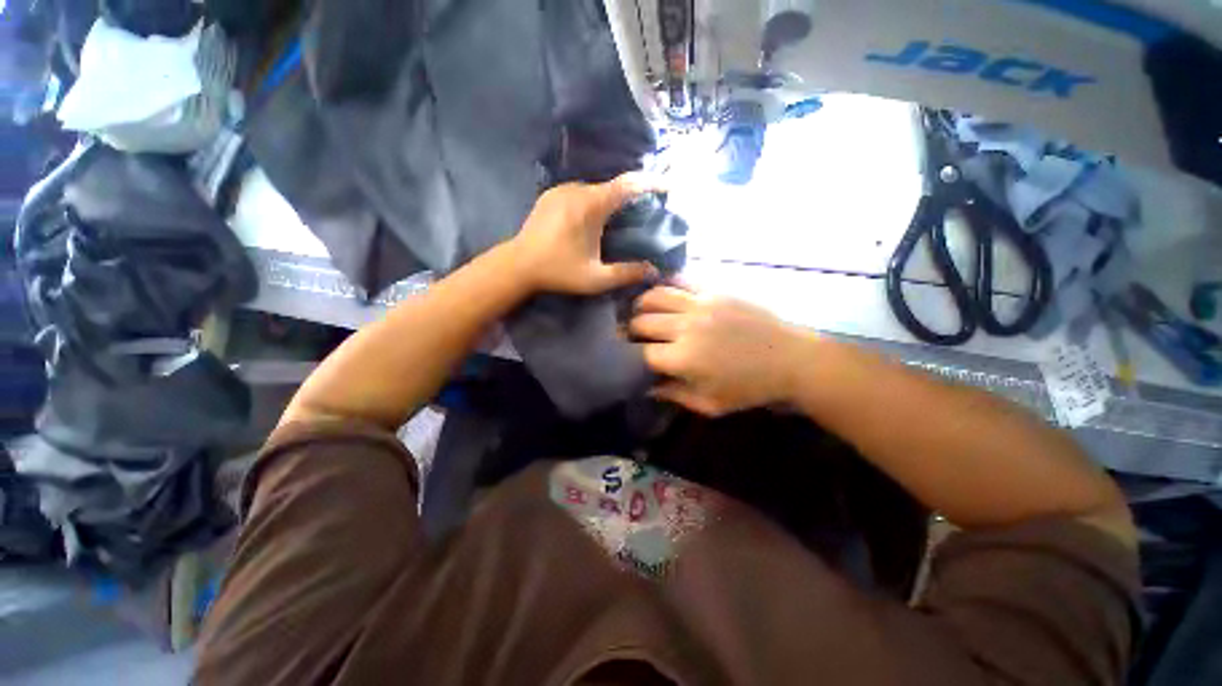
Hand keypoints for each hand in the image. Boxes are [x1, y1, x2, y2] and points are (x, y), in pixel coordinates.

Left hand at [510, 174, 659, 295]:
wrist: (518, 265)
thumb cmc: (558, 272)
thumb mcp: (596, 278)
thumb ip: (626, 273)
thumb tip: (653, 270)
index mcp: (591, 205)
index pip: (628, 185)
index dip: (651, 183)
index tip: (668, 187)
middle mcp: (577, 189)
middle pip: (612, 187)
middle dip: (631, 197)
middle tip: (643, 213)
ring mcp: (562, 189)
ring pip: (596, 189)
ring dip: (610, 200)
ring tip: (619, 218)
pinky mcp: (551, 194)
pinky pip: (580, 192)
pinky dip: (593, 201)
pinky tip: (593, 219)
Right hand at [630, 284, 810, 416]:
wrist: (790, 359)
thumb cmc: (749, 388)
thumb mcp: (710, 404)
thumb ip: (674, 395)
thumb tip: (645, 386)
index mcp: (683, 358)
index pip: (640, 353)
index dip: (630, 356)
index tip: (629, 358)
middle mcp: (685, 327)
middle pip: (642, 321)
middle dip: (631, 331)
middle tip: (633, 336)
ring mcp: (700, 304)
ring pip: (654, 296)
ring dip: (642, 305)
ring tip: (642, 312)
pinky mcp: (714, 291)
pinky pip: (680, 281)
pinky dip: (666, 287)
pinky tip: (663, 294)